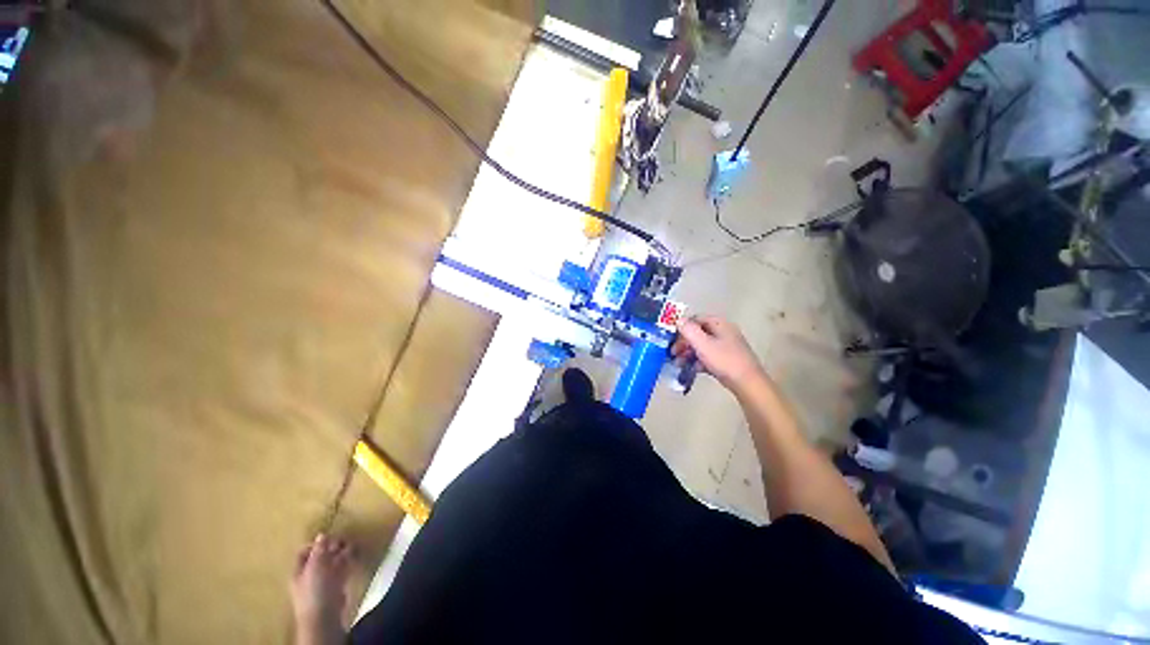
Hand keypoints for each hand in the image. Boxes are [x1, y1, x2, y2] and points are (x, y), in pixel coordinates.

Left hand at [290, 534, 352, 644]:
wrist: (325, 615)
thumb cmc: (315, 589)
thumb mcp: (315, 566)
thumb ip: (319, 550)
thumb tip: (322, 534)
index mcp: (299, 570)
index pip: (304, 552)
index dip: (315, 544)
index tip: (329, 537)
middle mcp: (310, 574)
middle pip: (321, 555)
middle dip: (332, 546)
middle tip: (343, 539)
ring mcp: (324, 580)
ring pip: (333, 561)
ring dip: (342, 552)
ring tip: (352, 544)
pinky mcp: (337, 584)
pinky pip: (343, 568)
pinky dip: (349, 559)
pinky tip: (355, 553)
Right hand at [672, 316, 767, 393]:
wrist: (747, 383)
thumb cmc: (724, 361)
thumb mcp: (702, 344)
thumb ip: (688, 330)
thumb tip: (678, 319)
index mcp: (719, 324)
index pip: (695, 319)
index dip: (682, 328)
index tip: (672, 339)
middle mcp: (724, 331)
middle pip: (698, 333)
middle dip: (684, 343)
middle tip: (673, 353)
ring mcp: (727, 346)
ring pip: (702, 345)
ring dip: (689, 353)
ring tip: (679, 364)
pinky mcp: (727, 359)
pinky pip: (709, 356)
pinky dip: (699, 361)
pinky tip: (693, 369)